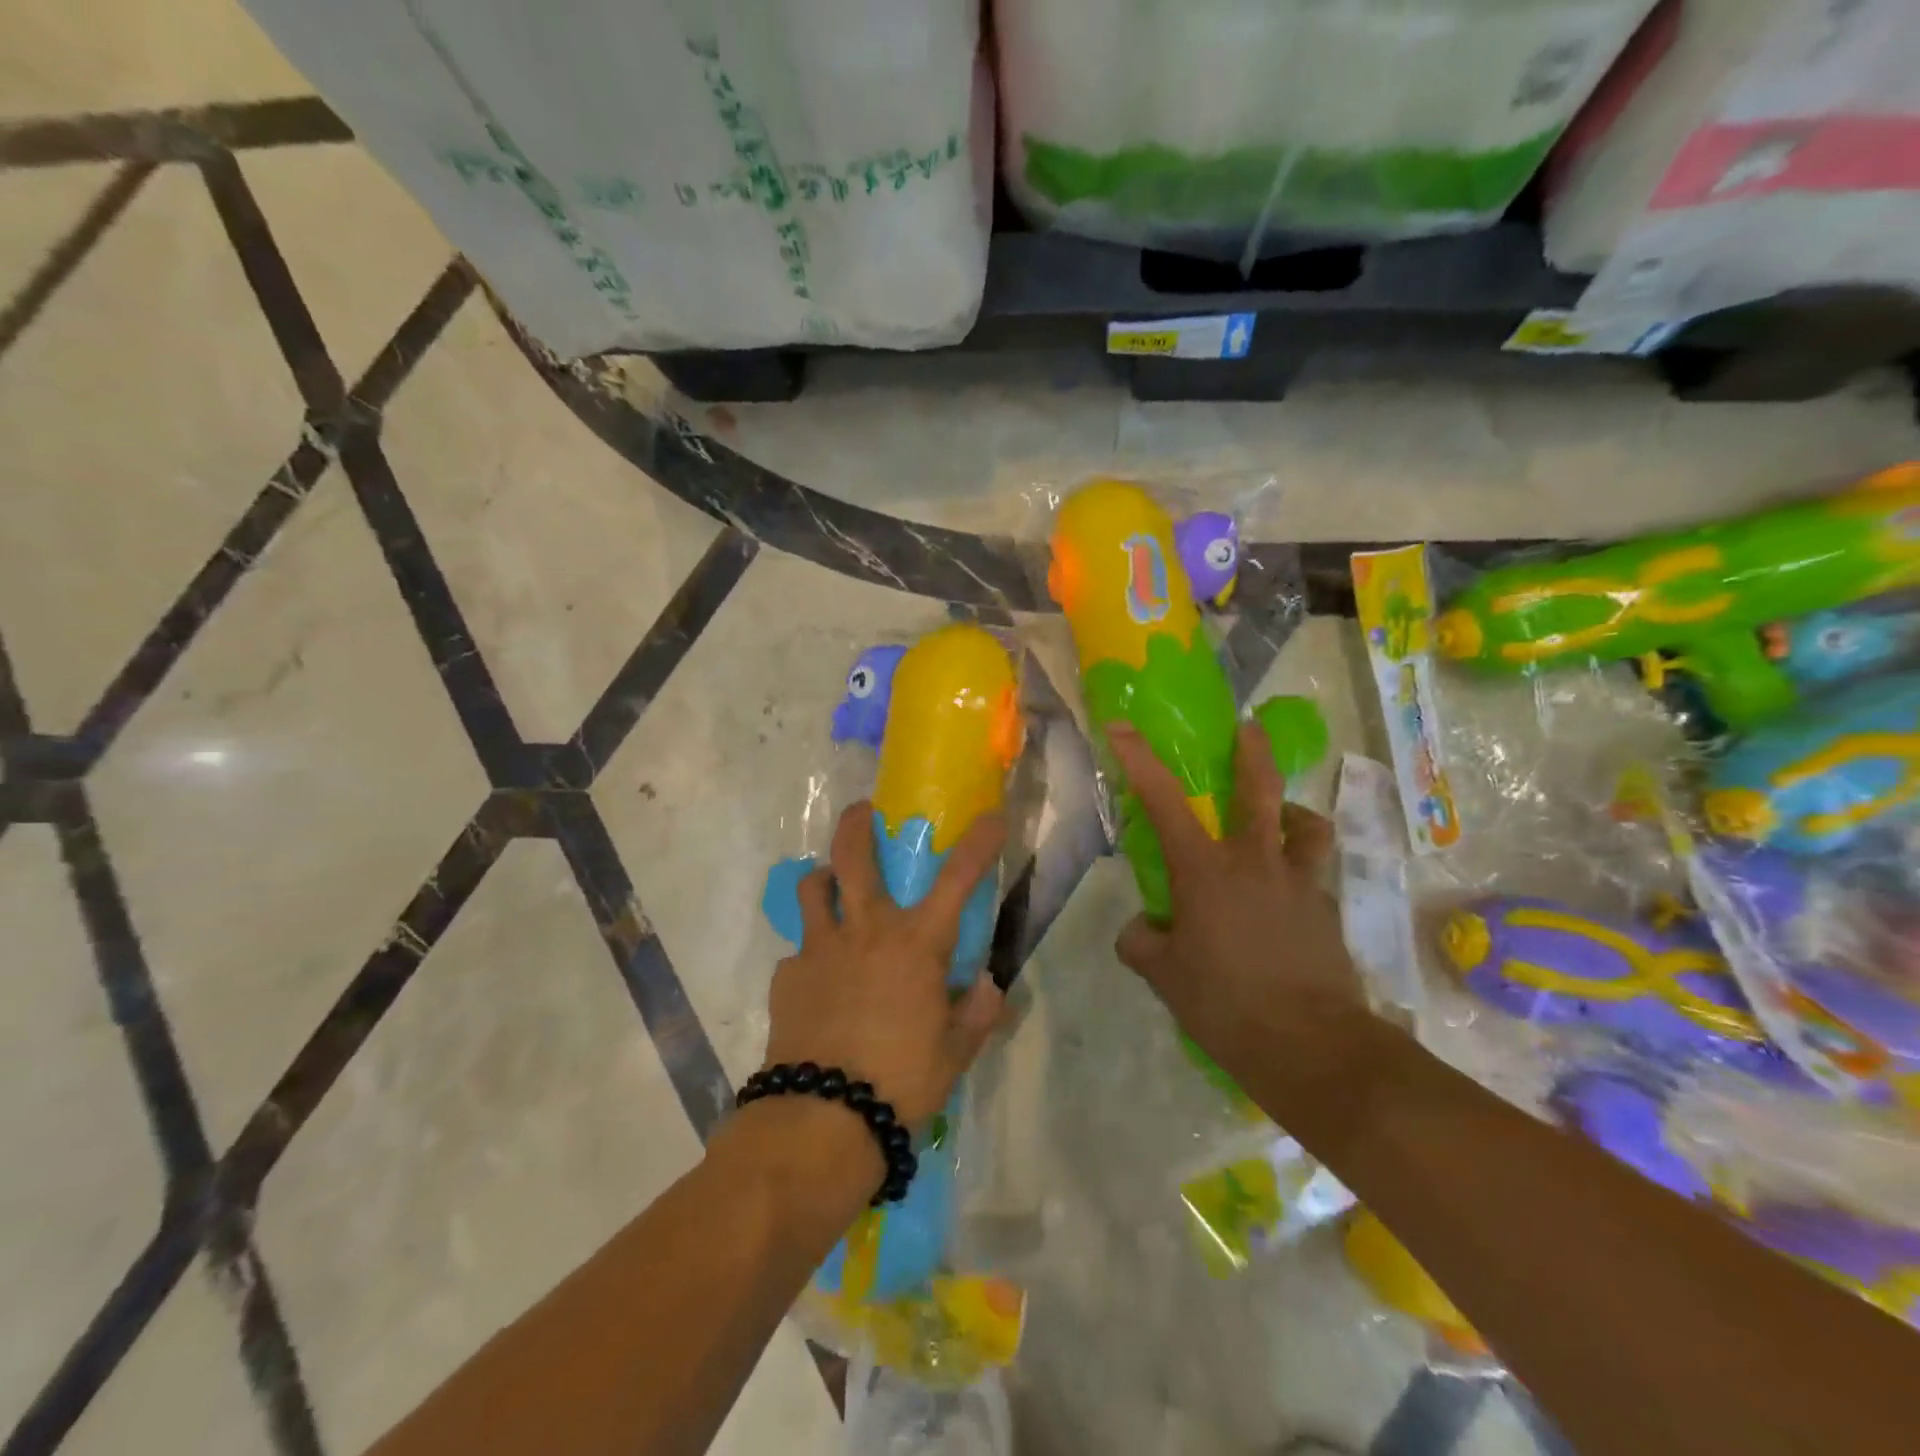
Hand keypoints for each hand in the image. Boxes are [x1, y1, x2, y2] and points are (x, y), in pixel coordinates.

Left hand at [763, 803, 1007, 1128]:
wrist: (821, 1120)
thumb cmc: (900, 1081)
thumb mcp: (954, 1053)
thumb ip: (977, 1014)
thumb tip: (991, 988)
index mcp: (916, 944)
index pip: (957, 879)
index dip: (978, 842)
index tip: (990, 816)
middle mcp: (866, 931)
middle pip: (854, 856)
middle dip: (858, 824)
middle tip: (864, 811)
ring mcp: (819, 949)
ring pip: (813, 888)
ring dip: (824, 879)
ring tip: (831, 887)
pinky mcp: (787, 976)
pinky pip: (799, 951)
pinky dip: (812, 954)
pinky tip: (818, 980)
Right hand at [1107, 721, 1364, 1077]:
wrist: (1312, 1048)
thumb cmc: (1226, 1005)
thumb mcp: (1164, 976)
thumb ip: (1143, 942)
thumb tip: (1144, 928)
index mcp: (1206, 871)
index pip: (1164, 801)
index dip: (1139, 759)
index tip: (1121, 727)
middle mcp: (1255, 863)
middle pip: (1260, 790)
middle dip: (1252, 752)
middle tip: (1249, 729)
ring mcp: (1300, 884)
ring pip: (1307, 826)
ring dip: (1293, 813)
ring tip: (1282, 821)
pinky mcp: (1328, 912)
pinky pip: (1314, 875)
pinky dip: (1300, 872)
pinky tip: (1286, 901)